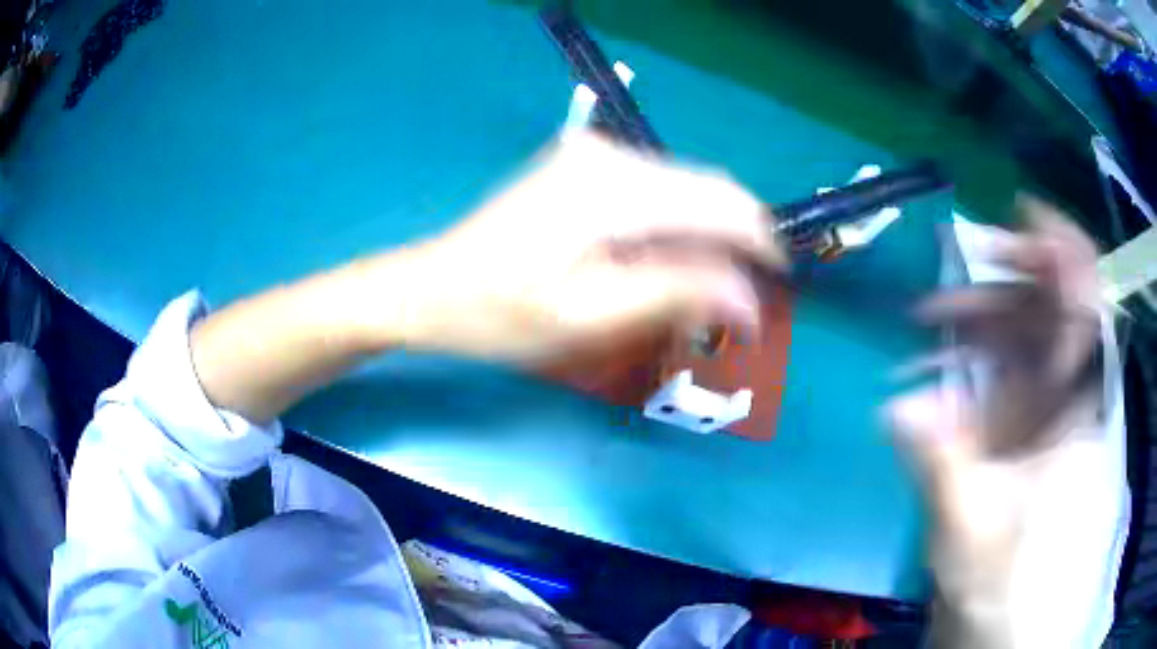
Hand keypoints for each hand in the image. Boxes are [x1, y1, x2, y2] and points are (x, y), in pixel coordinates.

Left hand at [370, 131, 785, 362]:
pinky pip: (655, 193)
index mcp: (613, 186)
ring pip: (683, 192)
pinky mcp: (585, 166)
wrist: (433, 288)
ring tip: (695, 295)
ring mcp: (595, 154)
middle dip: (732, 246)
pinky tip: (659, 268)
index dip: (760, 243)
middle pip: (706, 191)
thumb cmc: (502, 314)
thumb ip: (678, 294)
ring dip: (702, 241)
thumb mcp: (592, 316)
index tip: (777, 285)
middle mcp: (611, 154)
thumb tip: (751, 299)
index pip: (720, 201)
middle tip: (733, 305)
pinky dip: (672, 230)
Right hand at [887, 199, 1107, 646]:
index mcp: (1075, 410)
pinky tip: (939, 360)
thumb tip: (901, 405)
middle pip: (1048, 308)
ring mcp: (1045, 406)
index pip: (1087, 304)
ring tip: (926, 325)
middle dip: (998, 284)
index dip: (1062, 247)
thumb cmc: (1004, 586)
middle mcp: (1066, 394)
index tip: (1017, 210)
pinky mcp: (1024, 423)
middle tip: (940, 296)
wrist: (1009, 620)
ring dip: (977, 317)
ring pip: (1022, 332)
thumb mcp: (971, 536)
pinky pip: (1006, 364)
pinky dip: (974, 351)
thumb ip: (944, 469)